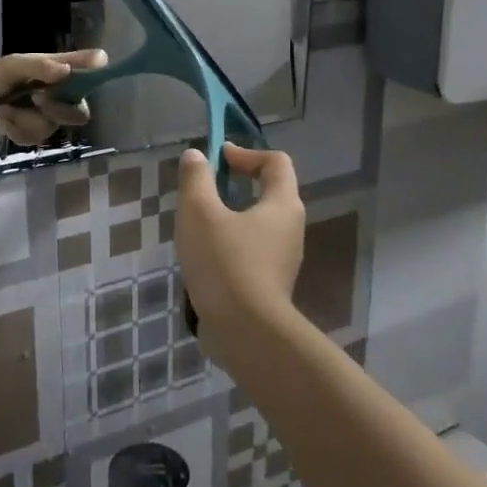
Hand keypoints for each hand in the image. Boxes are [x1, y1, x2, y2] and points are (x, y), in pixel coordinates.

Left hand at [0, 49, 109, 146]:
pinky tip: (2, 115)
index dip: (82, 91)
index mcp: (68, 83)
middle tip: (35, 96)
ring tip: (5, 105)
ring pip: (46, 128)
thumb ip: (43, 65)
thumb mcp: (20, 63)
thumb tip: (66, 70)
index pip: (90, 89)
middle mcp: (65, 105)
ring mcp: (50, 123)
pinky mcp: (33, 136)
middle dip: (54, 108)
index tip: (57, 83)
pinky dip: (10, 126)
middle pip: (77, 116)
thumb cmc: (7, 72)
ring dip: (22, 116)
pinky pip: (28, 138)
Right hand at [176, 143, 306, 364]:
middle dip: (236, 184)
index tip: (217, 159)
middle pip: (268, 192)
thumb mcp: (200, 213)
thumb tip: (196, 156)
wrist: (246, 334)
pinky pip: (251, 252)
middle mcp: (290, 228)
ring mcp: (283, 260)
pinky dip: (230, 245)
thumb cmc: (225, 263)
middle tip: (203, 192)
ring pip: (257, 224)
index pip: (276, 162)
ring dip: (229, 217)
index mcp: (282, 204)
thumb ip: (196, 179)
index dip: (246, 153)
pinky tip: (203, 259)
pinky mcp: (271, 285)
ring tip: (197, 226)